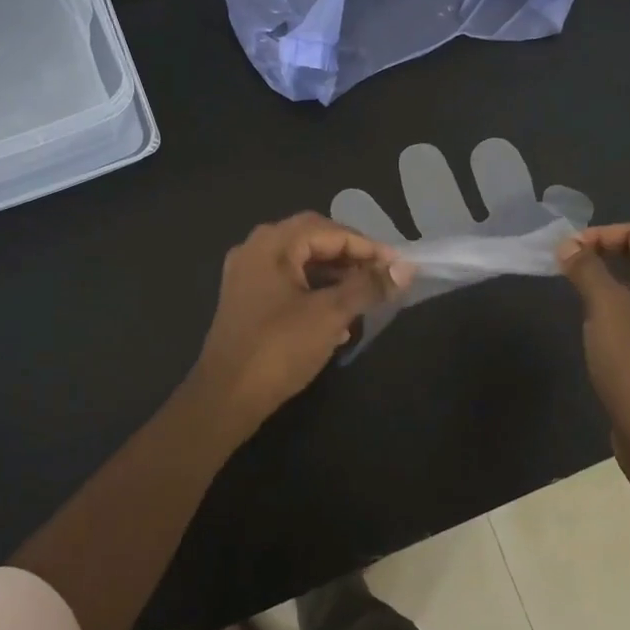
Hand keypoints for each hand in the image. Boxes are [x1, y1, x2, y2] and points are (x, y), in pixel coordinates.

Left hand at [188, 213, 409, 432]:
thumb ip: (368, 287)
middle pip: (313, 241)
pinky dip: (314, 293)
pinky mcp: (245, 301)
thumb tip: (404, 269)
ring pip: (301, 264)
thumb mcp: (331, 314)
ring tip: (365, 297)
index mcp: (272, 243)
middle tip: (382, 276)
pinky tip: (338, 322)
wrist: (225, 398)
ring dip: (335, 277)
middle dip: (351, 258)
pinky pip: (287, 285)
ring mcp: (247, 276)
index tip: (398, 266)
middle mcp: (255, 249)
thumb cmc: (279, 348)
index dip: (367, 246)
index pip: (329, 230)